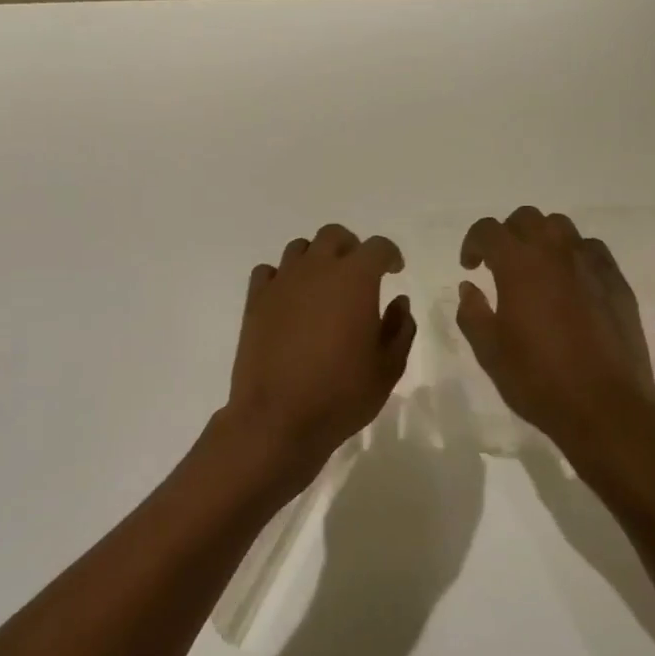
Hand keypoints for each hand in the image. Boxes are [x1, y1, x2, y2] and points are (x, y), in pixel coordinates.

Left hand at [224, 224, 415, 482]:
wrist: (278, 419)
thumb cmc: (342, 394)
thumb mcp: (388, 368)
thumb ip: (400, 328)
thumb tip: (398, 303)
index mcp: (355, 279)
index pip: (377, 247)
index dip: (390, 255)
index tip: (394, 271)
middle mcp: (316, 270)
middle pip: (334, 236)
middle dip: (351, 248)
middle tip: (359, 274)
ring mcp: (281, 283)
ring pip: (300, 249)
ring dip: (317, 259)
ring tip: (324, 287)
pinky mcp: (254, 302)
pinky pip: (268, 272)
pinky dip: (283, 277)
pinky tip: (290, 300)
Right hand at [457, 206, 654, 452]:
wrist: (605, 406)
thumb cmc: (538, 380)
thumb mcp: (490, 352)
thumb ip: (473, 313)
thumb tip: (469, 287)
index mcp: (519, 266)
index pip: (489, 230)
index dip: (473, 242)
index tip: (470, 266)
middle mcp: (556, 253)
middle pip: (527, 218)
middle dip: (507, 234)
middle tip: (499, 265)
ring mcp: (591, 264)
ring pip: (562, 227)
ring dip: (541, 239)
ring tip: (535, 270)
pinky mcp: (616, 281)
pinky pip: (591, 250)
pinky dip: (573, 255)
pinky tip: (569, 284)